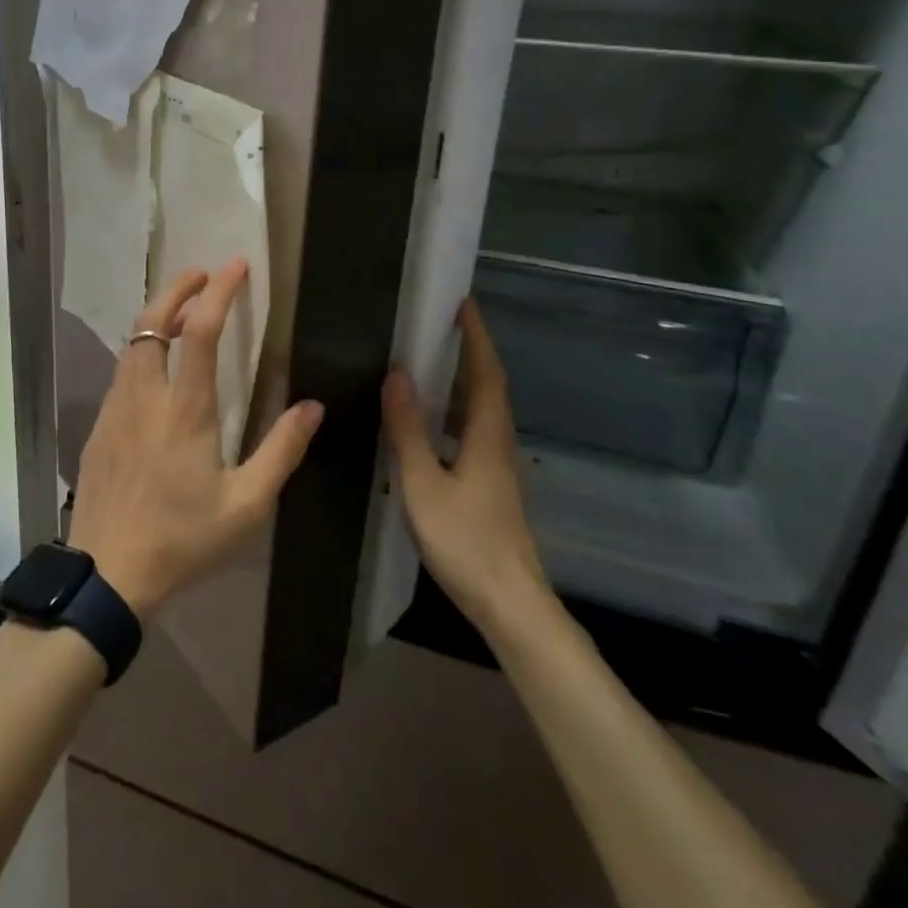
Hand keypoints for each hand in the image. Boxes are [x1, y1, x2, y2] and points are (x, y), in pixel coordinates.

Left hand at [67, 259, 324, 620]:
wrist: (106, 574)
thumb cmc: (182, 539)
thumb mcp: (247, 504)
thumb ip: (282, 451)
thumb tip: (312, 406)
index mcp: (185, 409)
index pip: (199, 331)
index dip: (219, 292)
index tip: (236, 266)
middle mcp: (145, 396)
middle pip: (152, 321)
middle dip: (177, 288)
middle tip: (202, 274)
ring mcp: (115, 410)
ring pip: (131, 345)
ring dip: (157, 318)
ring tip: (183, 313)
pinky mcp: (98, 428)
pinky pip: (121, 373)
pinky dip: (141, 351)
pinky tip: (156, 369)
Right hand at [381, 298, 551, 629]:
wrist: (510, 604)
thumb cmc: (465, 541)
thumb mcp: (423, 484)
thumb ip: (408, 430)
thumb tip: (396, 375)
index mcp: (487, 436)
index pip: (485, 372)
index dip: (476, 337)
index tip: (464, 304)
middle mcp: (499, 443)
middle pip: (490, 386)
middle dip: (472, 351)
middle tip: (445, 325)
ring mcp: (499, 467)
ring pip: (485, 410)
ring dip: (467, 380)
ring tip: (436, 362)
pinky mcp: (492, 487)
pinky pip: (476, 431)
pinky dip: (459, 410)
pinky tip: (436, 424)